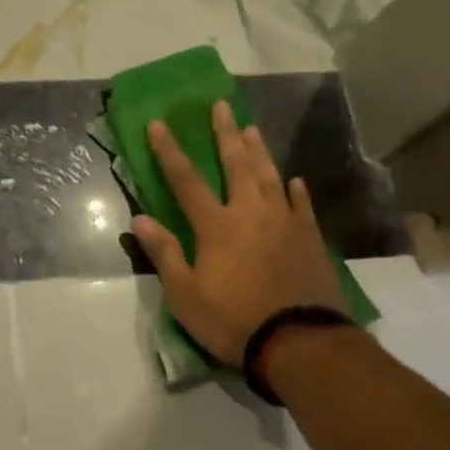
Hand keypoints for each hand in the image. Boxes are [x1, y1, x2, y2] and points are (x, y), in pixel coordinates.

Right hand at [130, 100, 347, 365]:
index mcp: (217, 225)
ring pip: (270, 176)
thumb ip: (164, 253)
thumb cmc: (234, 319)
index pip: (186, 179)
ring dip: (259, 151)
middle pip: (236, 164)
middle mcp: (251, 213)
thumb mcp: (185, 295)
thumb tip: (139, 219)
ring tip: (252, 127)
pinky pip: (302, 206)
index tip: (159, 123)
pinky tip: (294, 180)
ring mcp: (284, 223)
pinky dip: (295, 191)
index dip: (169, 151)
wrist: (301, 343)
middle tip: (221, 106)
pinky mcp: (309, 239)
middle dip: (225, 134)